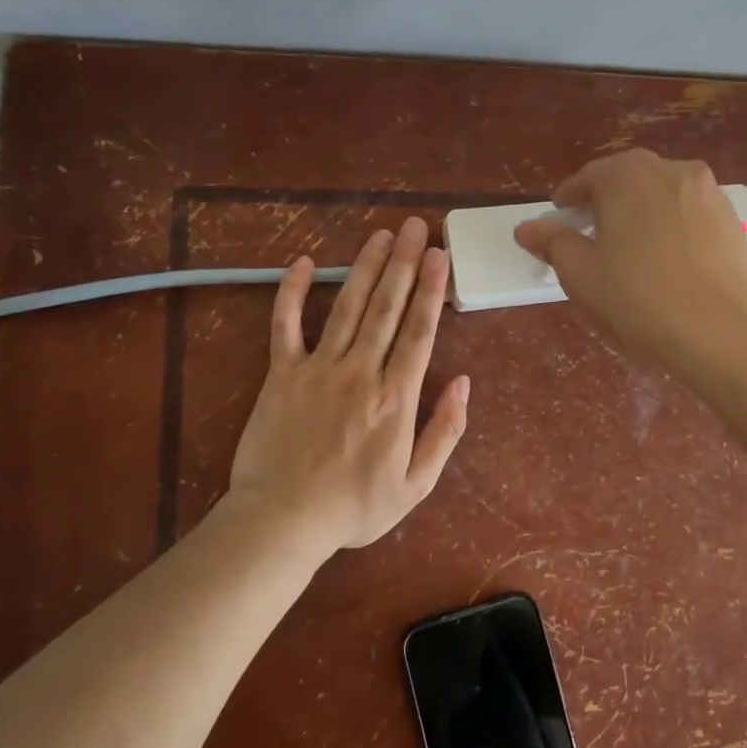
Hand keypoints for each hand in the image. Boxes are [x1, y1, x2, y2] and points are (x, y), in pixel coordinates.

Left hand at [224, 217, 469, 553]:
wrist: (282, 521)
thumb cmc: (354, 507)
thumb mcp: (416, 484)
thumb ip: (445, 431)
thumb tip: (464, 384)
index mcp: (396, 397)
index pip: (419, 331)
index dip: (431, 290)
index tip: (440, 255)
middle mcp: (360, 371)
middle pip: (387, 307)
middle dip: (404, 263)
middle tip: (415, 227)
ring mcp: (318, 368)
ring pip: (348, 307)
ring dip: (365, 267)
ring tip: (380, 235)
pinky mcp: (282, 374)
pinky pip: (285, 326)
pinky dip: (293, 293)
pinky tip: (302, 262)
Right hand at [514, 149, 746, 375]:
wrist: (726, 331)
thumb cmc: (641, 299)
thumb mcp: (583, 274)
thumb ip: (553, 243)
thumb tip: (527, 227)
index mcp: (628, 175)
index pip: (587, 178)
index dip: (568, 200)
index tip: (559, 218)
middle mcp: (671, 170)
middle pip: (627, 180)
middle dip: (606, 202)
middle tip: (591, 233)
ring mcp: (708, 193)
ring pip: (661, 196)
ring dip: (640, 213)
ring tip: (630, 249)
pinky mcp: (732, 220)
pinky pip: (689, 216)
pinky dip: (671, 228)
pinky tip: (667, 262)